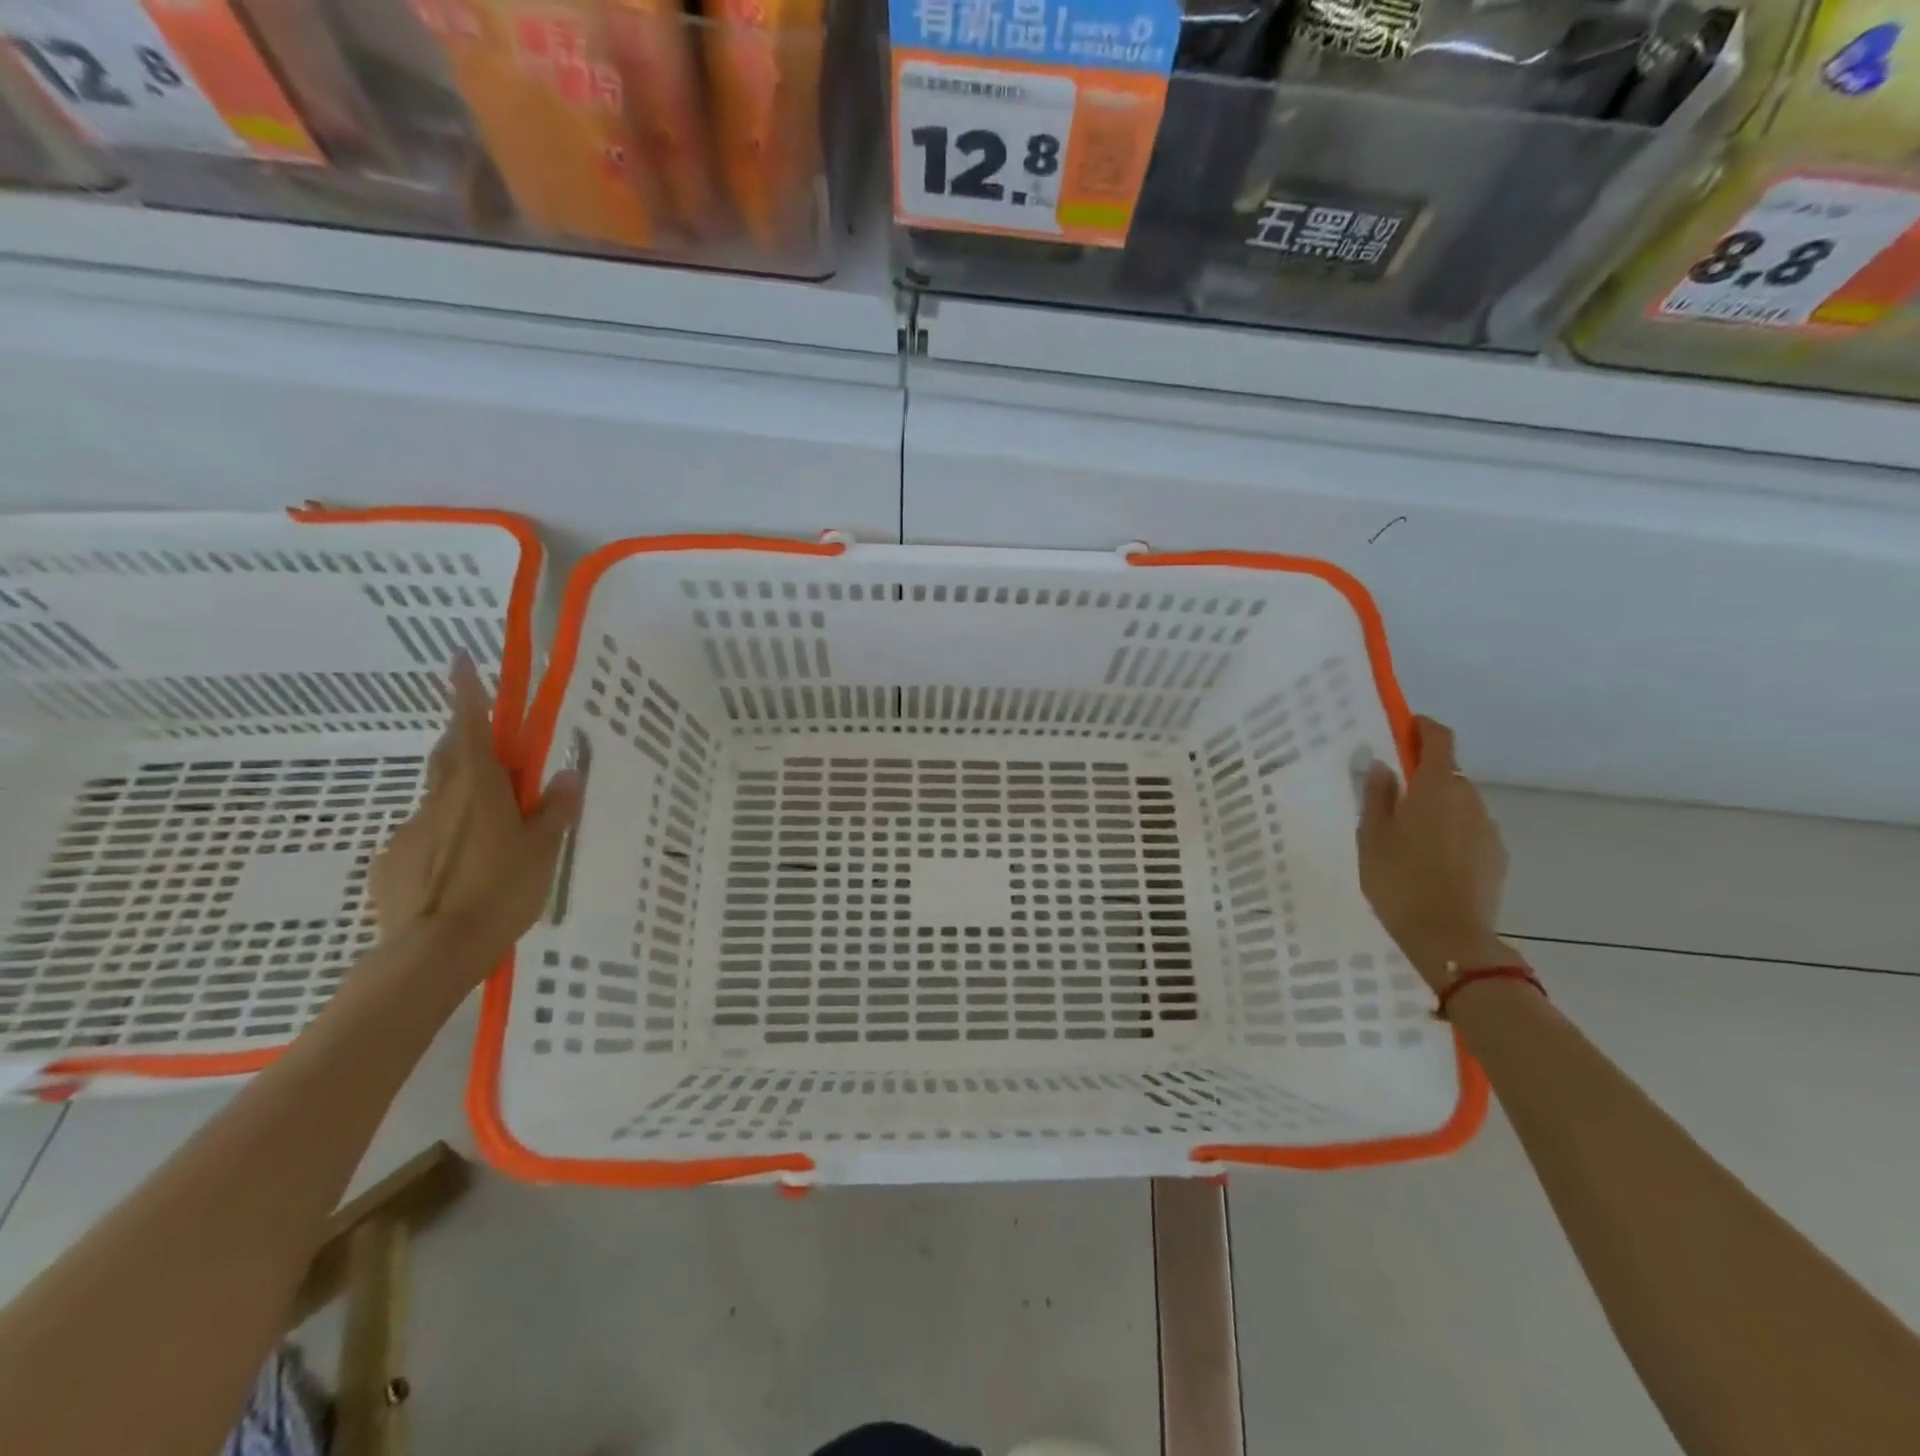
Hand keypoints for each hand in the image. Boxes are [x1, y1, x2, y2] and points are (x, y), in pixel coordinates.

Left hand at [370, 657, 581, 969]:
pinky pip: (424, 840)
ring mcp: (409, 832)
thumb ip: (554, 811)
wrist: (430, 954)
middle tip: (495, 758)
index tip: (458, 660)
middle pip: (449, 757)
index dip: (467, 692)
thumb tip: (566, 775)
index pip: (471, 727)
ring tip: (489, 840)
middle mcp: (438, 801)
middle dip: (467, 743)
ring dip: (463, 804)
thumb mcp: (542, 851)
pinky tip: (460, 874)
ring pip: (439, 803)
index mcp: (478, 790)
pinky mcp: (391, 864)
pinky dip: (443, 842)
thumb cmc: (500, 891)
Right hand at [1356, 715, 1511, 990]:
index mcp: (1435, 788)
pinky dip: (1451, 831)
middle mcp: (1469, 799)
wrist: (1449, 938)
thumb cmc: (1398, 880)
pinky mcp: (1497, 855)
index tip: (1403, 727)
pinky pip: (1470, 829)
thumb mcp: (1371, 836)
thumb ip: (1377, 796)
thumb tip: (1383, 766)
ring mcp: (1487, 828)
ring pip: (1459, 802)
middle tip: (1391, 796)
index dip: (1422, 727)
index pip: (1439, 738)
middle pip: (1448, 772)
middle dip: (1423, 774)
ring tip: (1408, 837)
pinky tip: (1430, 860)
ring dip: (1436, 806)